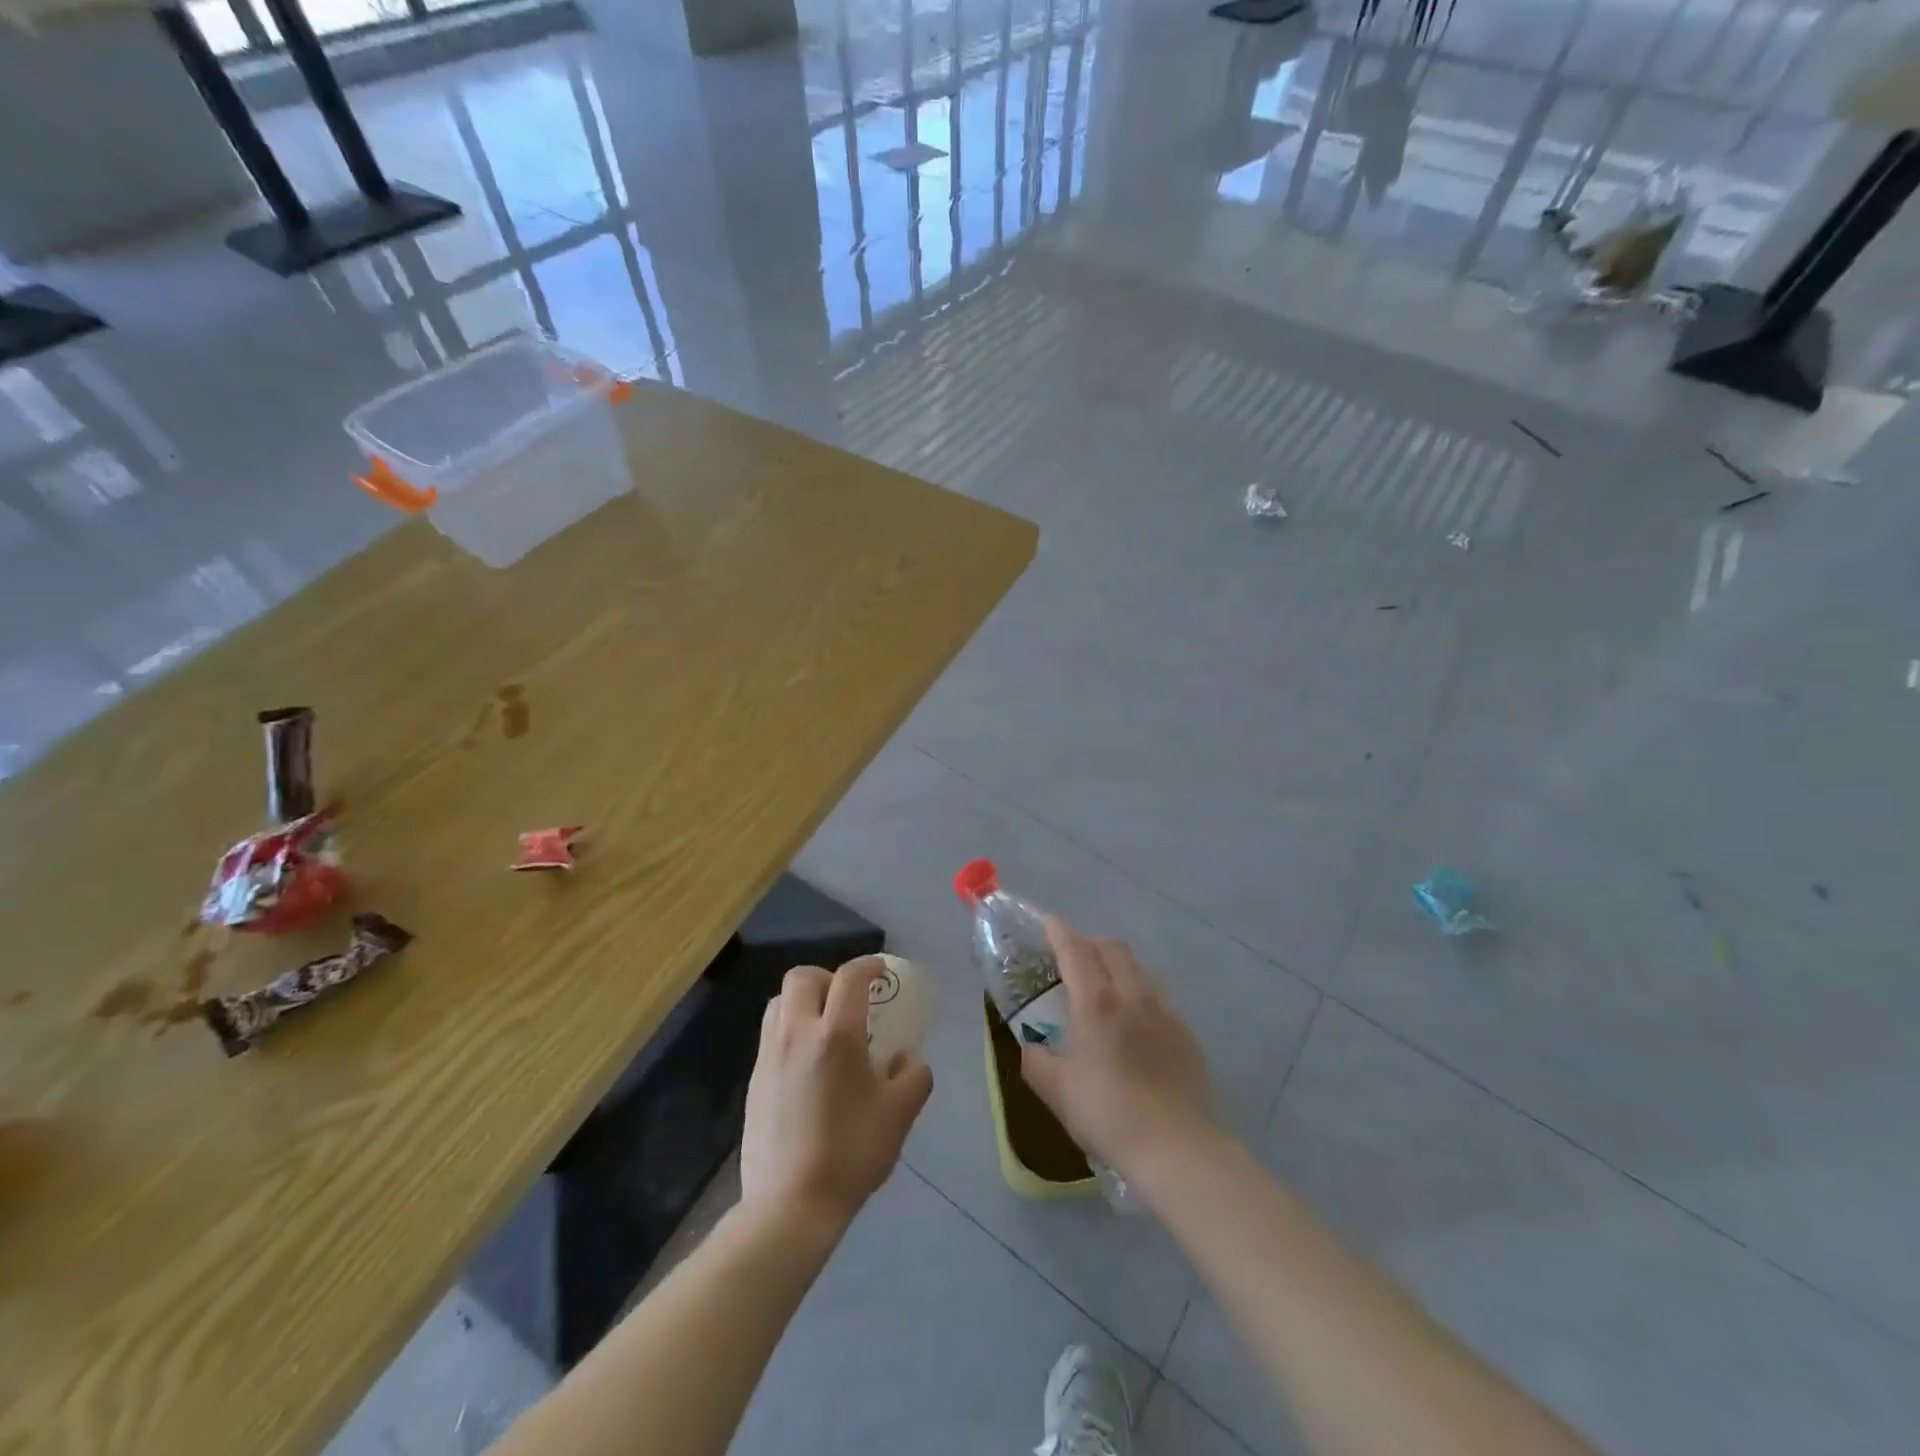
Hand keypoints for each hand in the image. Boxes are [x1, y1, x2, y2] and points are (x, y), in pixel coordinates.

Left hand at [740, 958, 932, 1234]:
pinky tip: (808, 1064)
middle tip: (847, 1000)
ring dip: (803, 1002)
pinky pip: (771, 1034)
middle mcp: (797, 1033)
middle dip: (827, 977)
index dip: (868, 966)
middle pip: (802, 977)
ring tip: (825, 1028)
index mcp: (836, 1034)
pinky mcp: (753, 1080)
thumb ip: (913, 1076)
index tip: (882, 972)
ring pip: (779, 1003)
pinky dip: (790, 1030)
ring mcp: (769, 1055)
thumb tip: (907, 1059)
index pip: (850, 977)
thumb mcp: (899, 1114)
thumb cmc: (851, 1153)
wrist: (789, 1206)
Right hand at [1018, 918, 1215, 1180]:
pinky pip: (1158, 994)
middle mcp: (1132, 994)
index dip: (1058, 932)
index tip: (1047, 922)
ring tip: (1103, 982)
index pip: (1074, 950)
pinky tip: (1134, 1017)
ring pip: (1139, 967)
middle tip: (1072, 955)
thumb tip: (1031, 1043)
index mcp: (1096, 1003)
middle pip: (1112, 948)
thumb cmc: (1107, 1115)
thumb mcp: (1055, 1091)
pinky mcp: (1185, 1031)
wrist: (1176, 1147)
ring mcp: (1164, 1010)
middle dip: (1089, 942)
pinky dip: (1139, 989)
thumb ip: (1035, 1059)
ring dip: (1116, 963)